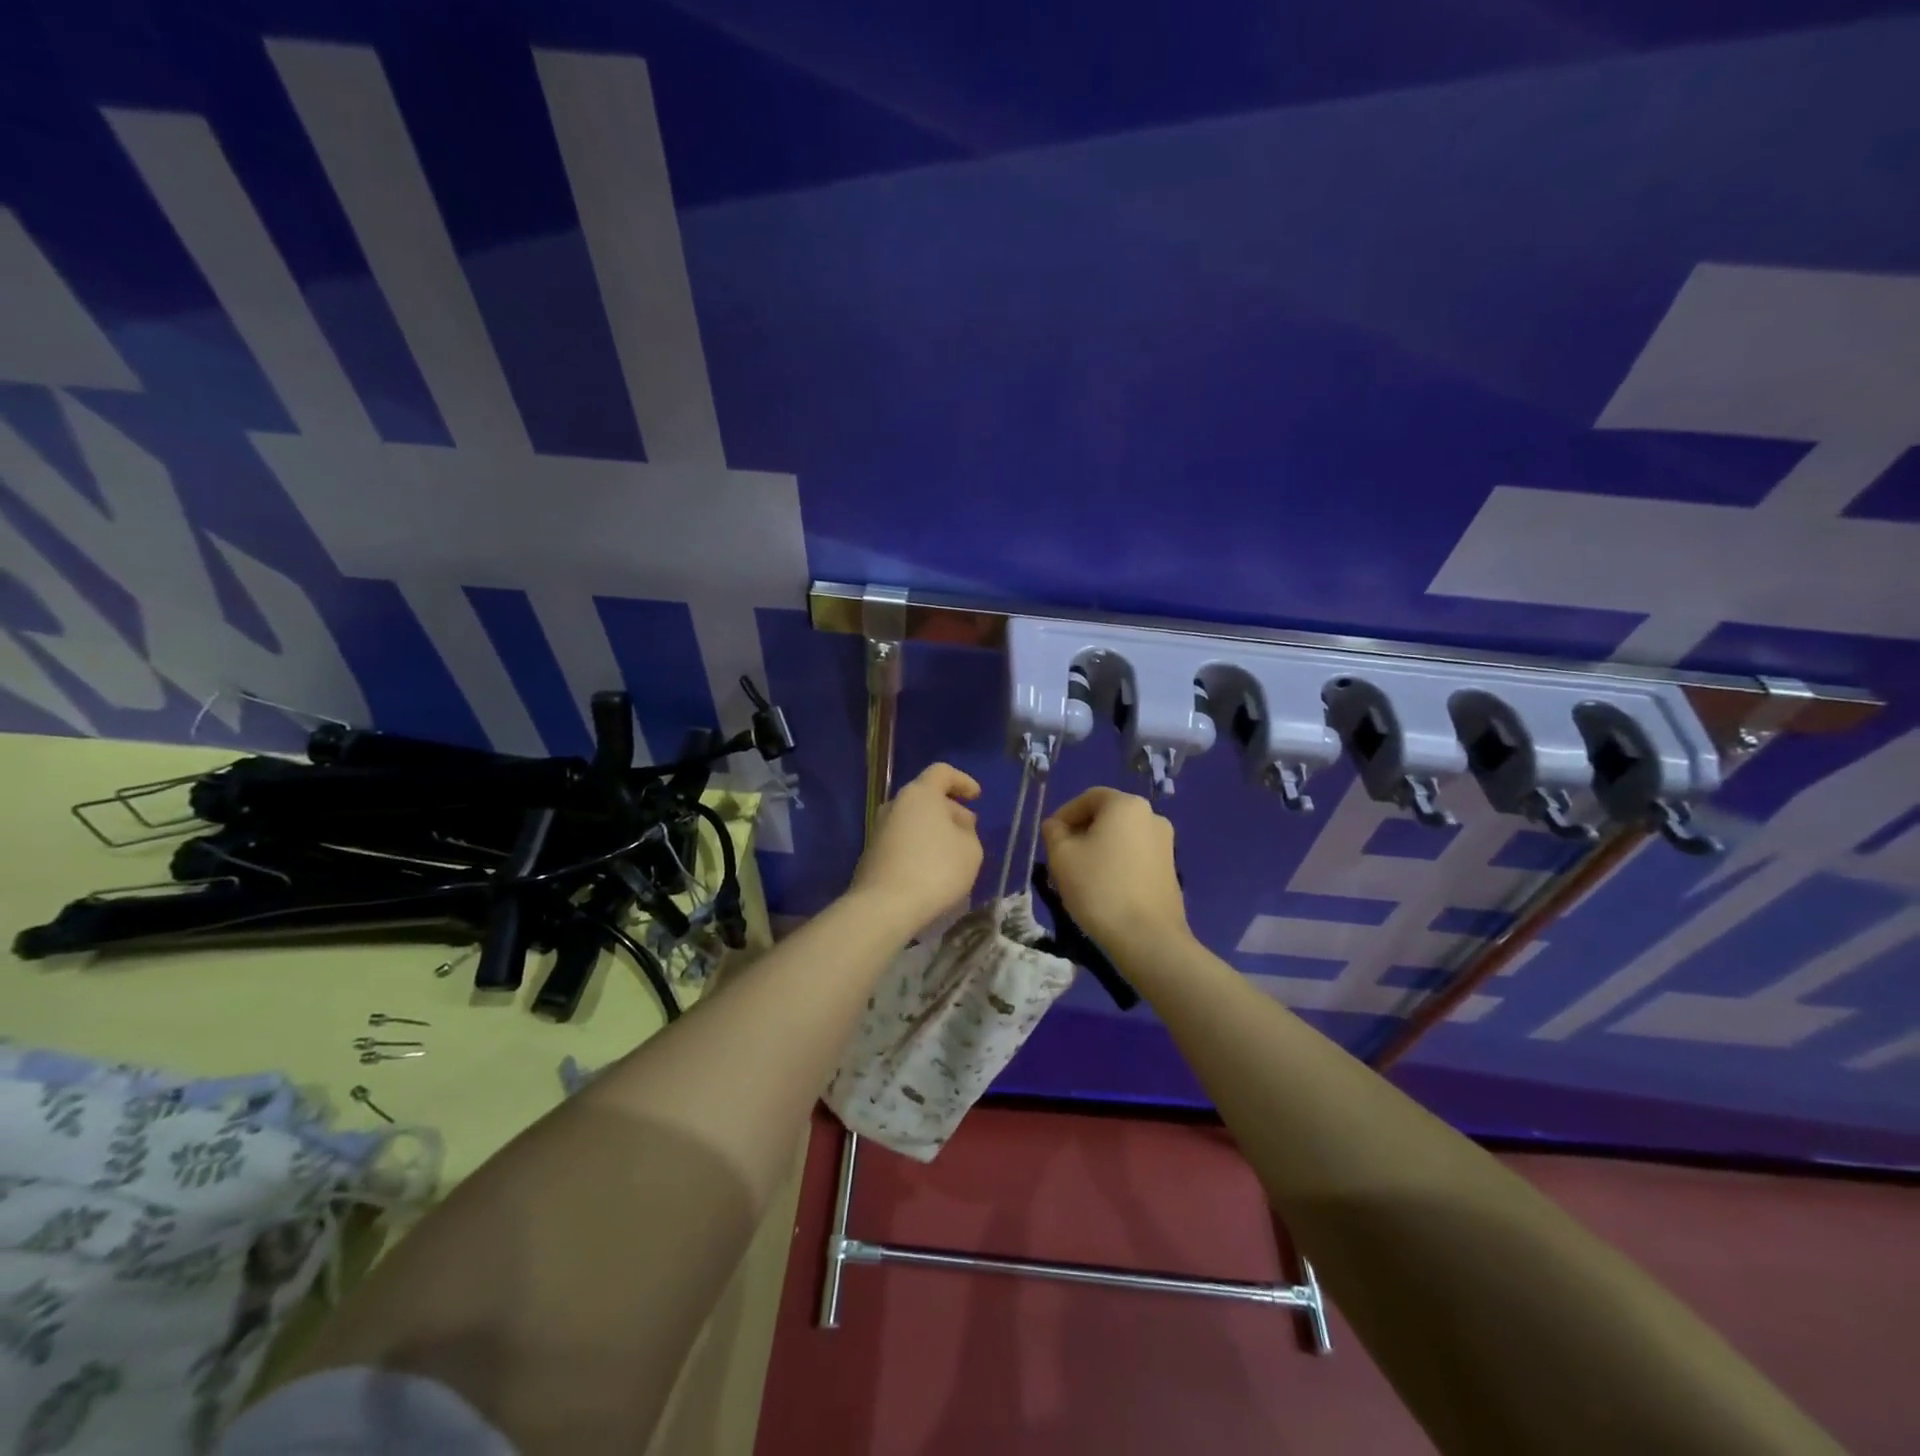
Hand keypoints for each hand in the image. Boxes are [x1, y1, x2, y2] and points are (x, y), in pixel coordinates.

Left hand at [848, 763, 983, 933]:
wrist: (885, 906)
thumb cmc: (936, 869)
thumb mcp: (971, 850)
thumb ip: (967, 831)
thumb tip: (955, 826)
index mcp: (920, 794)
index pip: (941, 772)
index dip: (962, 781)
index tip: (976, 796)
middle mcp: (895, 804)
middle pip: (926, 797)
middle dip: (949, 809)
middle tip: (968, 830)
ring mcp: (879, 829)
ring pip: (913, 820)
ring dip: (933, 830)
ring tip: (953, 852)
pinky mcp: (872, 853)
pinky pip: (902, 841)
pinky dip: (918, 847)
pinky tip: (931, 869)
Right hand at [1040, 788, 1189, 950]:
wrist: (1148, 938)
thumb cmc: (1099, 888)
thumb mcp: (1062, 856)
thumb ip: (1054, 833)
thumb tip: (1056, 826)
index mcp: (1126, 805)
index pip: (1088, 798)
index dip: (1064, 815)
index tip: (1050, 838)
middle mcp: (1152, 816)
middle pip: (1107, 816)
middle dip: (1081, 832)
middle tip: (1062, 857)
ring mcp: (1166, 844)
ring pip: (1121, 837)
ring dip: (1099, 849)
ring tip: (1080, 875)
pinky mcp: (1170, 870)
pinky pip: (1135, 856)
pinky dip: (1117, 863)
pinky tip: (1104, 888)